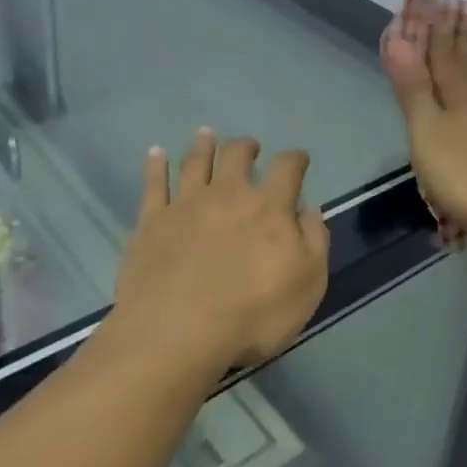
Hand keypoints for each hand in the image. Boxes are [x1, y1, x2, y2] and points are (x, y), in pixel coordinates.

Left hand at [112, 130, 330, 371]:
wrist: (178, 332)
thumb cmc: (253, 314)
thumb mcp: (308, 284)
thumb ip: (314, 242)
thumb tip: (310, 210)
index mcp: (269, 208)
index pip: (287, 169)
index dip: (296, 159)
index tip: (299, 159)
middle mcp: (228, 195)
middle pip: (237, 156)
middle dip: (246, 146)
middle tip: (250, 145)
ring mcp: (186, 205)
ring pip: (195, 162)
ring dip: (203, 145)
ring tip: (206, 134)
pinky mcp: (151, 221)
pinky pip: (153, 184)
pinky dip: (155, 165)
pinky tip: (156, 153)